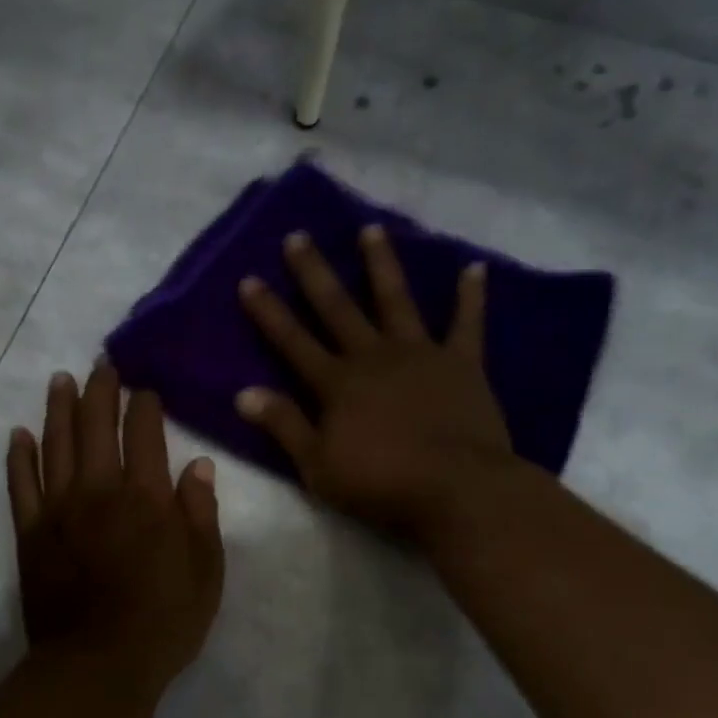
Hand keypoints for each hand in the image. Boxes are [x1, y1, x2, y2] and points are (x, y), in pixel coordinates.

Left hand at [8, 362, 225, 695]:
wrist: (98, 665)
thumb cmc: (164, 620)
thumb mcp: (206, 570)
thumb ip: (200, 512)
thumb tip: (198, 464)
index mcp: (147, 497)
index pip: (145, 433)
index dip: (145, 405)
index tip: (145, 389)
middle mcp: (99, 490)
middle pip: (96, 426)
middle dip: (100, 390)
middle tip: (101, 364)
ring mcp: (59, 509)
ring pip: (56, 444)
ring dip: (59, 408)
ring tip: (61, 380)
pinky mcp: (31, 533)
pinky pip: (21, 484)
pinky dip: (19, 456)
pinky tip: (19, 434)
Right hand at [236, 225, 512, 539]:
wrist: (456, 488)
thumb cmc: (381, 483)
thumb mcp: (318, 465)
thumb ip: (284, 425)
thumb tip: (243, 393)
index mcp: (337, 384)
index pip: (293, 341)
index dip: (269, 312)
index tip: (250, 278)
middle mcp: (374, 357)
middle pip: (338, 308)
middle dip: (315, 273)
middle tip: (298, 236)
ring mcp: (420, 354)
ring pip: (396, 300)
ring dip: (382, 264)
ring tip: (371, 230)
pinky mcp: (462, 363)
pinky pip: (467, 323)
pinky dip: (471, 295)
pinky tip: (474, 267)